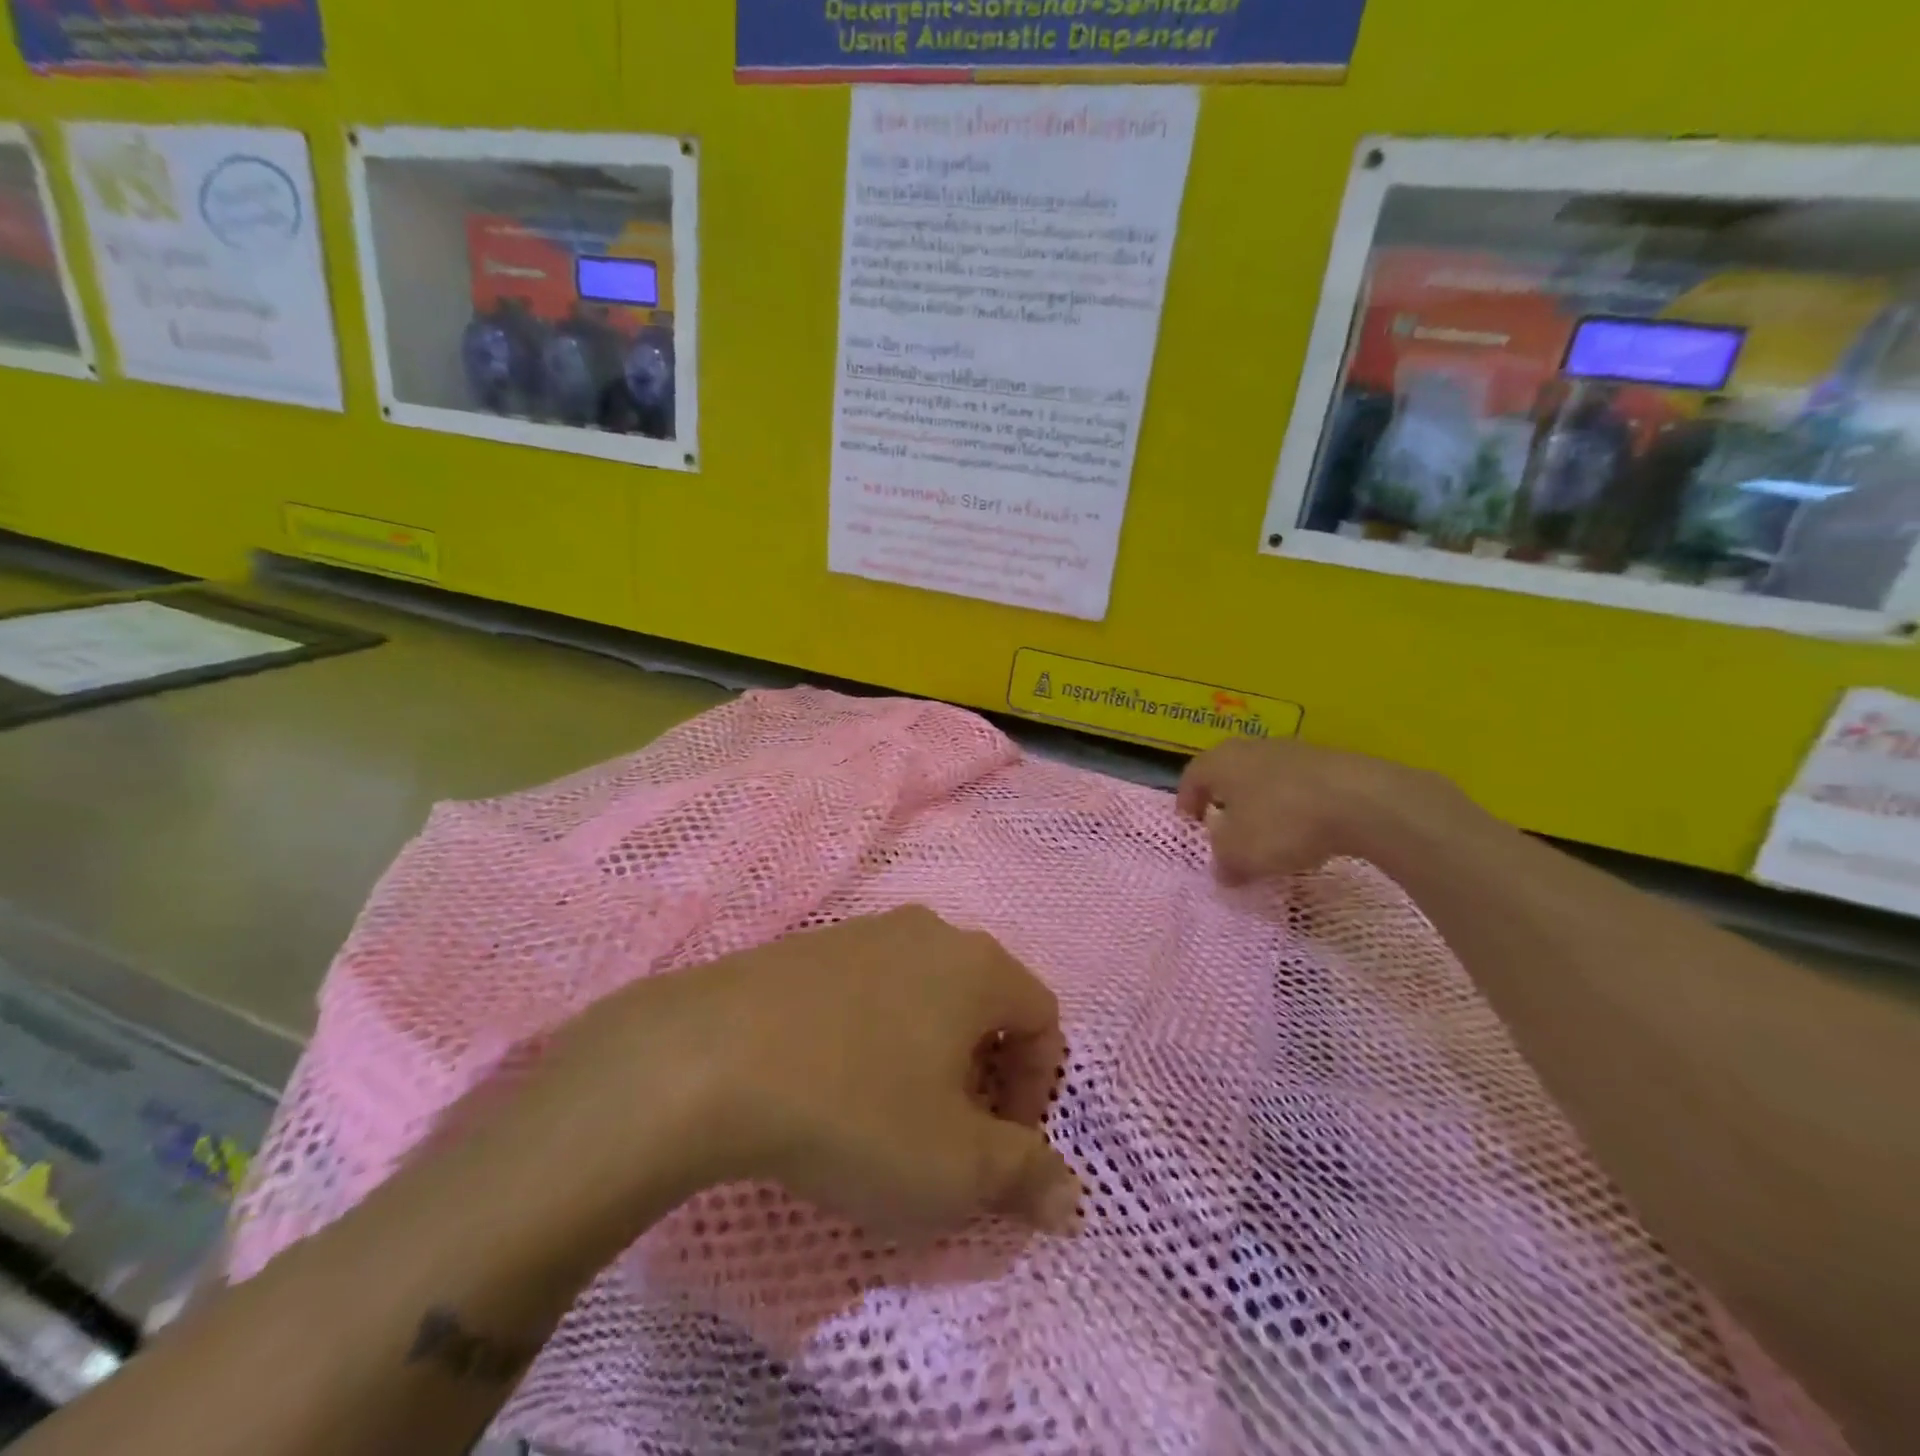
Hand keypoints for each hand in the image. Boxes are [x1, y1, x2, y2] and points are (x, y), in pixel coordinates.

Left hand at [528, 907, 1080, 1246]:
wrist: (708, 1058)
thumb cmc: (855, 1109)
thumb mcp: (954, 1167)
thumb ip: (1025, 1176)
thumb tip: (1072, 1198)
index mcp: (977, 965)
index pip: (1042, 1020)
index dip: (1037, 1090)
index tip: (1001, 1147)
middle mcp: (928, 932)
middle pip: (983, 1002)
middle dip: (982, 1073)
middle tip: (949, 1134)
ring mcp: (863, 931)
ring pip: (924, 994)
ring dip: (927, 1053)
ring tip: (890, 1111)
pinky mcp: (809, 947)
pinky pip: (868, 990)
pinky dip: (874, 1035)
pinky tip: (833, 1080)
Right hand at [1176, 736, 1478, 883]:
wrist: (1362, 801)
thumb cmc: (1282, 823)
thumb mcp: (1240, 855)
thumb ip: (1223, 863)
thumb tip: (1223, 870)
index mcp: (1220, 762)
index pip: (1191, 777)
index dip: (1187, 802)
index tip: (1191, 825)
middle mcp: (1252, 748)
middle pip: (1229, 774)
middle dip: (1226, 802)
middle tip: (1226, 829)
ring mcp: (1294, 751)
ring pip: (1265, 778)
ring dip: (1262, 805)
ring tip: (1269, 836)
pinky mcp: (1330, 763)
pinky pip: (1300, 786)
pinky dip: (1295, 807)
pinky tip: (1307, 833)